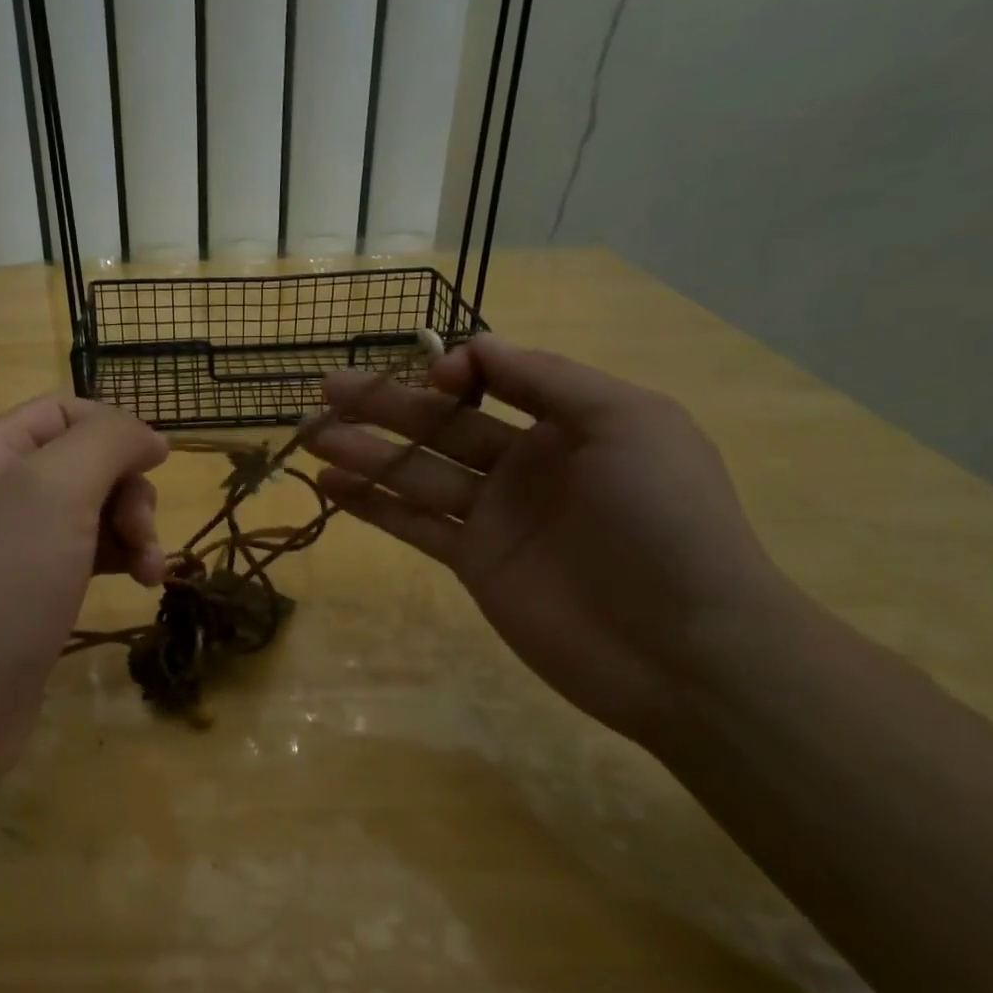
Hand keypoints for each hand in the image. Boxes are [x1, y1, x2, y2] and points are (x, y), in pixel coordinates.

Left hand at [0, 396, 167, 759]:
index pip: (67, 410)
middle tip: (142, 534)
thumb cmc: (2, 582)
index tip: (159, 464)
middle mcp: (1, 489)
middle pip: (87, 462)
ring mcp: (15, 545)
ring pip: (94, 512)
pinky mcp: (32, 593)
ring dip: (133, 531)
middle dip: (129, 491)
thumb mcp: (57, 488)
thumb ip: (108, 442)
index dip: (116, 428)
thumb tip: (149, 436)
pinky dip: (119, 561)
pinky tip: (140, 585)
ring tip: (149, 572)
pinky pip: (87, 555)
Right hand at [305, 335, 793, 747]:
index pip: (494, 381)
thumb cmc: (662, 518)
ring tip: (310, 433)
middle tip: (325, 389)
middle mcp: (525, 463)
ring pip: (416, 472)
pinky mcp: (472, 562)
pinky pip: (414, 523)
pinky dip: (372, 504)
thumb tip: (474, 346)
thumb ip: (549, 379)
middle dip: (384, 404)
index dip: (454, 371)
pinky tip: (330, 483)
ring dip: (364, 450)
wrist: (682, 646)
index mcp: (568, 422)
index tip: (430, 376)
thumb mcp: (626, 422)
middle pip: (441, 424)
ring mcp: (494, 515)